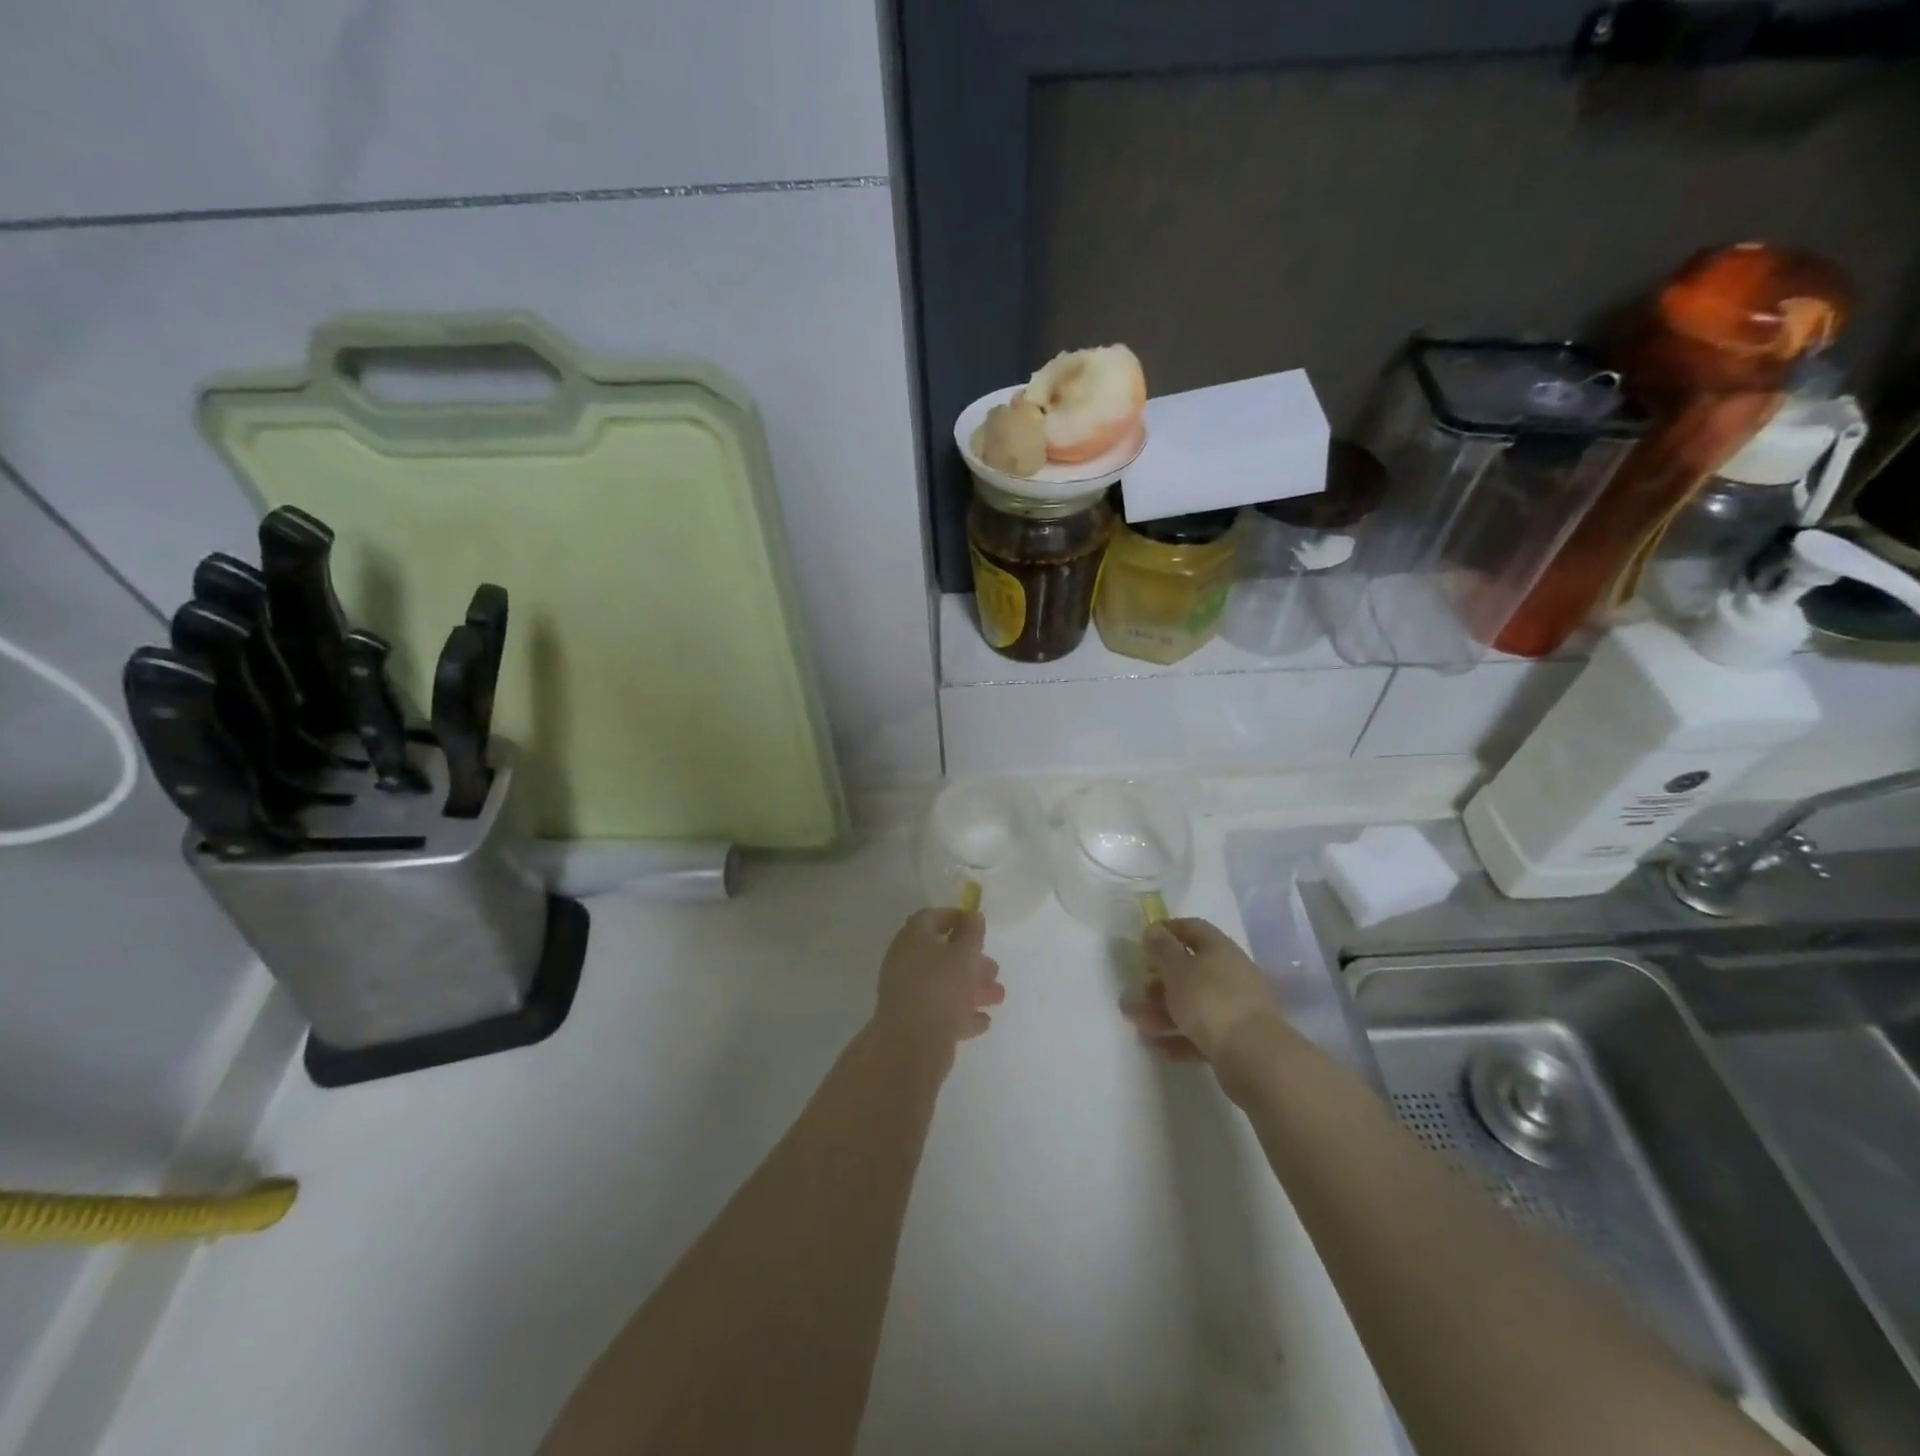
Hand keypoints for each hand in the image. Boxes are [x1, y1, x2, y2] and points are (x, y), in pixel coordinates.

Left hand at [872, 909, 1004, 1052]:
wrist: (912, 1045)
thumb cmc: (941, 988)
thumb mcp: (964, 954)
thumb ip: (972, 933)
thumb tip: (972, 915)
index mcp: (912, 939)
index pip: (931, 917)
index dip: (955, 917)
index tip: (978, 925)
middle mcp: (905, 962)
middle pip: (941, 954)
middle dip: (971, 961)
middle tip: (994, 969)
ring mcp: (907, 993)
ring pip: (943, 983)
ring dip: (971, 988)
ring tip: (997, 997)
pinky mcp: (912, 1022)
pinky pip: (940, 1010)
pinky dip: (961, 1013)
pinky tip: (982, 1021)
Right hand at [1125, 917, 1288, 1064]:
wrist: (1254, 1056)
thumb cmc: (1210, 1001)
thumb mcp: (1178, 969)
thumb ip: (1162, 948)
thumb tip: (1154, 928)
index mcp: (1219, 949)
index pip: (1192, 929)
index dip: (1167, 931)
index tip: (1144, 941)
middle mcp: (1231, 974)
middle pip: (1190, 970)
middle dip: (1159, 982)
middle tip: (1137, 992)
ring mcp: (1236, 1008)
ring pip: (1193, 1004)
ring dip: (1163, 1012)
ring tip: (1139, 1025)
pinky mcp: (1236, 1040)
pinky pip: (1202, 1033)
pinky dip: (1180, 1037)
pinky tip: (1159, 1047)